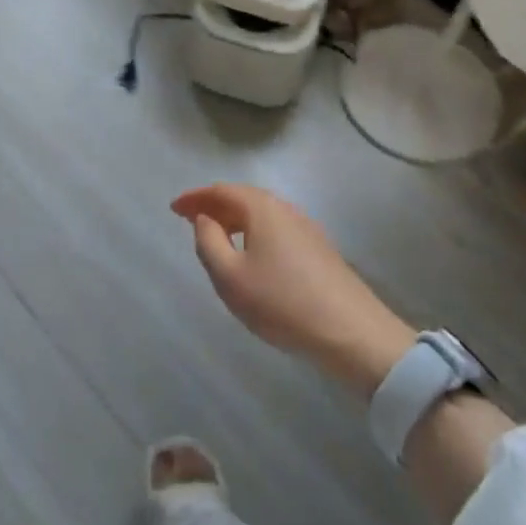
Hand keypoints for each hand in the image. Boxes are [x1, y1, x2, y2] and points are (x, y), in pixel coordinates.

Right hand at [172, 183, 415, 397]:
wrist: (352, 333)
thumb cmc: (282, 302)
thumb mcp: (230, 277)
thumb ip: (208, 242)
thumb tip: (205, 219)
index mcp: (262, 209)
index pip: (221, 191)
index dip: (195, 197)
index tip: (173, 208)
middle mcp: (285, 209)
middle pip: (243, 198)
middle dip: (214, 205)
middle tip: (190, 219)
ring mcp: (307, 228)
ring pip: (262, 214)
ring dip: (235, 219)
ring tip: (216, 236)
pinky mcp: (319, 250)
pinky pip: (276, 229)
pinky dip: (254, 232)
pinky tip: (251, 255)